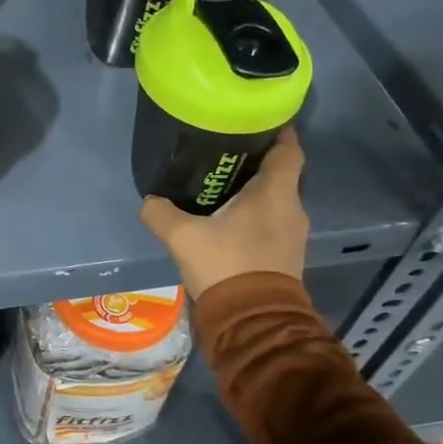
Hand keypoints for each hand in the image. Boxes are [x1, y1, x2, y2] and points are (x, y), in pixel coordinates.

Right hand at [139, 126, 308, 298]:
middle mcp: (291, 209)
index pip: (289, 150)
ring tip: (220, 184)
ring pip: (275, 199)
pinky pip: (272, 222)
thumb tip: (150, 201)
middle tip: (224, 151)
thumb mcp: (182, 236)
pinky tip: (227, 219)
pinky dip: (254, 214)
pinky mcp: (286, 256)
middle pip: (280, 173)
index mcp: (275, 193)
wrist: (253, 323)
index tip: (258, 121)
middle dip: (256, 160)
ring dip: (254, 190)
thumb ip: (161, 212)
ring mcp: (292, 235)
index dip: (278, 132)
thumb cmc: (226, 265)